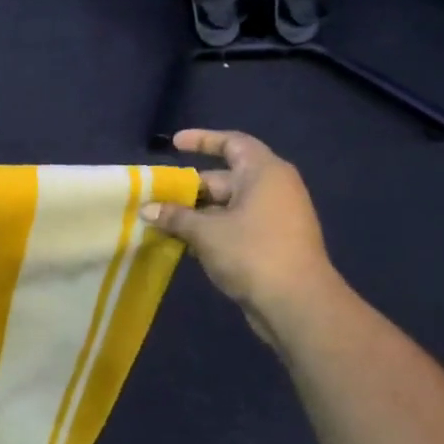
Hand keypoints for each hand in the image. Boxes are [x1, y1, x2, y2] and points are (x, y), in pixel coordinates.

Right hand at [142, 129, 337, 340]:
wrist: (297, 303)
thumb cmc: (252, 253)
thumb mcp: (205, 232)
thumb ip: (175, 216)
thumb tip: (147, 209)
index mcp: (263, 172)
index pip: (232, 143)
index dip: (203, 140)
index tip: (174, 144)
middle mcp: (272, 188)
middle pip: (224, 177)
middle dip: (189, 188)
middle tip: (155, 196)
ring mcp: (274, 216)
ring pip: (227, 205)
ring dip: (195, 213)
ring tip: (160, 220)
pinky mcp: (271, 242)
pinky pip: (235, 225)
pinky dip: (210, 229)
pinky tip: (182, 242)